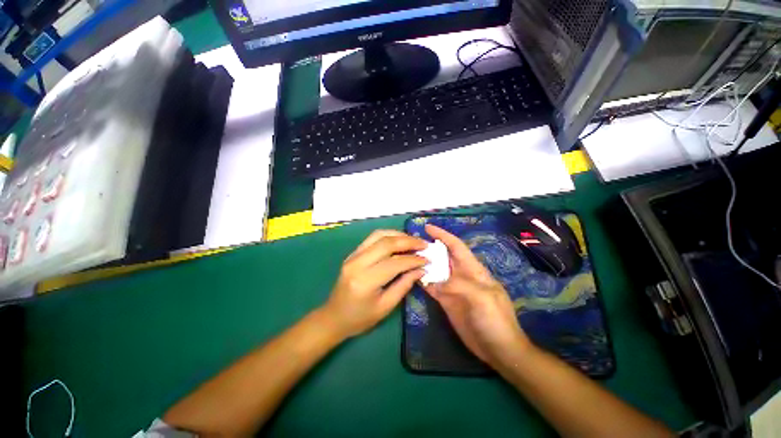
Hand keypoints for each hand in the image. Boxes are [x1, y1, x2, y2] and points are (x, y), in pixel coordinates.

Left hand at [320, 230, 427, 338]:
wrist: (334, 317)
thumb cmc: (360, 318)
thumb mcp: (386, 307)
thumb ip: (404, 285)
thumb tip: (421, 269)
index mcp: (365, 281)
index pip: (395, 263)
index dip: (414, 260)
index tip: (428, 259)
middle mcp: (357, 263)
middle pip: (387, 243)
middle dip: (409, 241)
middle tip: (424, 245)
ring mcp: (353, 255)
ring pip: (379, 235)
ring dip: (399, 235)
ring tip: (413, 240)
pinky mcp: (353, 253)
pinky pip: (372, 238)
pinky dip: (388, 236)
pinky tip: (399, 240)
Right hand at [422, 224, 532, 368]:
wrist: (499, 349)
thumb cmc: (496, 320)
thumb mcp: (482, 298)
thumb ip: (459, 284)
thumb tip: (435, 282)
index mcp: (472, 269)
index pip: (456, 246)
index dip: (443, 235)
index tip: (427, 227)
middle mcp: (460, 275)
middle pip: (443, 256)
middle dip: (430, 248)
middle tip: (412, 243)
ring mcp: (452, 288)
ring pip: (435, 270)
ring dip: (423, 263)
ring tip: (408, 257)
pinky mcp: (446, 301)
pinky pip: (431, 287)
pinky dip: (422, 281)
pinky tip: (412, 277)